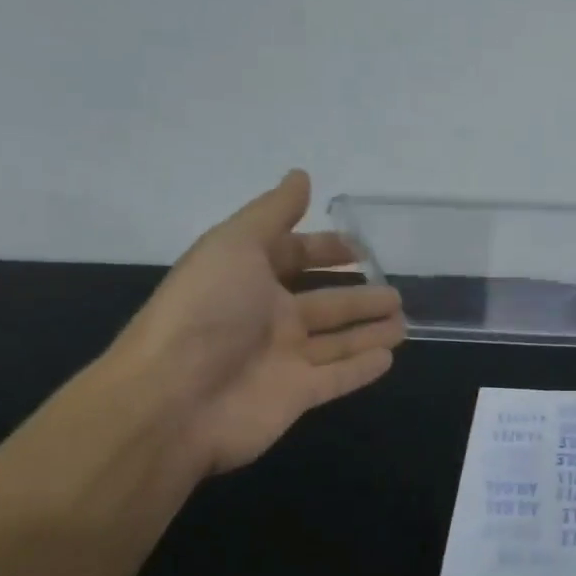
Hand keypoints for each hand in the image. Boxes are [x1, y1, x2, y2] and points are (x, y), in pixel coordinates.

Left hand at [109, 169, 406, 480]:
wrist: (172, 400)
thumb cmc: (206, 312)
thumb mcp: (235, 245)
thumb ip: (273, 212)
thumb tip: (301, 175)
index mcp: (249, 278)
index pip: (292, 258)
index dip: (324, 250)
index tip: (361, 248)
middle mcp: (267, 318)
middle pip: (323, 303)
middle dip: (358, 295)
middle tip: (395, 291)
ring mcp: (283, 360)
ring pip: (337, 341)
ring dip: (368, 330)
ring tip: (403, 322)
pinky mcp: (297, 395)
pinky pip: (338, 378)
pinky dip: (362, 368)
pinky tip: (390, 357)